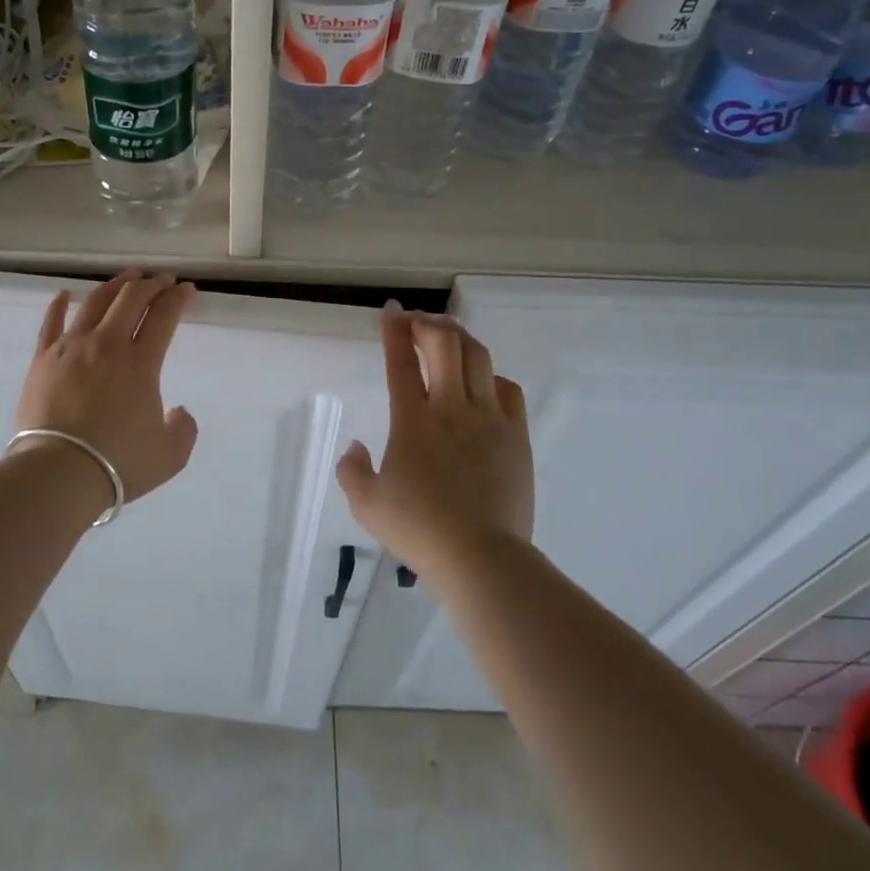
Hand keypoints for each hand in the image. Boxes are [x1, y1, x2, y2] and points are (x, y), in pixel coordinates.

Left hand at [13, 270, 198, 503]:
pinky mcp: (43, 359)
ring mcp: (71, 347)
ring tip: (127, 277)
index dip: (178, 299)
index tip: (186, 290)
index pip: (164, 317)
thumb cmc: (118, 464)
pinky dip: (59, 304)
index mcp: (141, 363)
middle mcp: (107, 344)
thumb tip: (178, 411)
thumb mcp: (170, 455)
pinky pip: (51, 323)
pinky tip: (65, 294)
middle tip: (161, 280)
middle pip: (130, 299)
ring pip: (94, 302)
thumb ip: (183, 429)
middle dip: (151, 284)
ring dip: (114, 285)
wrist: (58, 474)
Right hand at [336, 304, 534, 575]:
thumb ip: (352, 471)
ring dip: (460, 339)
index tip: (390, 313)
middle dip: (428, 324)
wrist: (481, 557)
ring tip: (449, 337)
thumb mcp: (366, 505)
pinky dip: (491, 376)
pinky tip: (483, 383)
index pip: (400, 362)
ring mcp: (489, 419)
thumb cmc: (419, 530)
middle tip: (417, 323)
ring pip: (478, 358)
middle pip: (445, 345)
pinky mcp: (517, 435)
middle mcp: (451, 408)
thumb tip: (355, 447)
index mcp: (412, 420)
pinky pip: (508, 389)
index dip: (394, 331)